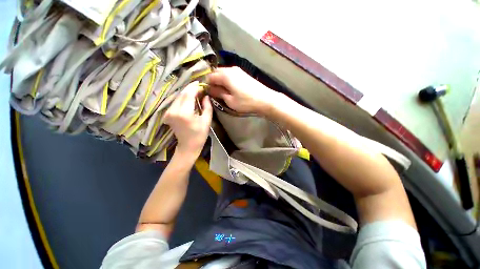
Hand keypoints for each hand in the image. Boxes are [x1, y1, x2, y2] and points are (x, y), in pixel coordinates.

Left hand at [163, 81, 212, 160]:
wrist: (188, 146)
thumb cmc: (200, 134)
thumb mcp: (207, 120)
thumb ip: (207, 106)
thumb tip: (206, 95)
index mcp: (184, 113)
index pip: (188, 94)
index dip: (195, 87)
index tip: (201, 84)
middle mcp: (174, 111)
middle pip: (182, 94)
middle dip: (191, 88)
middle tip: (200, 87)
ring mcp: (169, 112)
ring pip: (178, 97)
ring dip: (187, 93)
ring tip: (196, 92)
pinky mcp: (167, 114)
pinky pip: (176, 102)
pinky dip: (183, 98)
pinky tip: (190, 98)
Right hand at [207, 67, 277, 114]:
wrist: (265, 99)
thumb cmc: (246, 102)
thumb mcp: (230, 100)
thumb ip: (218, 93)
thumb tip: (209, 89)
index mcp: (225, 75)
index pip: (210, 76)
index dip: (206, 84)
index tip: (206, 92)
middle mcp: (231, 69)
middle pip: (216, 72)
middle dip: (213, 81)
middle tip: (214, 92)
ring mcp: (238, 70)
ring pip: (224, 73)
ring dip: (220, 81)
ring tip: (221, 91)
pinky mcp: (243, 74)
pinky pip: (230, 75)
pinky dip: (227, 80)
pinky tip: (229, 88)